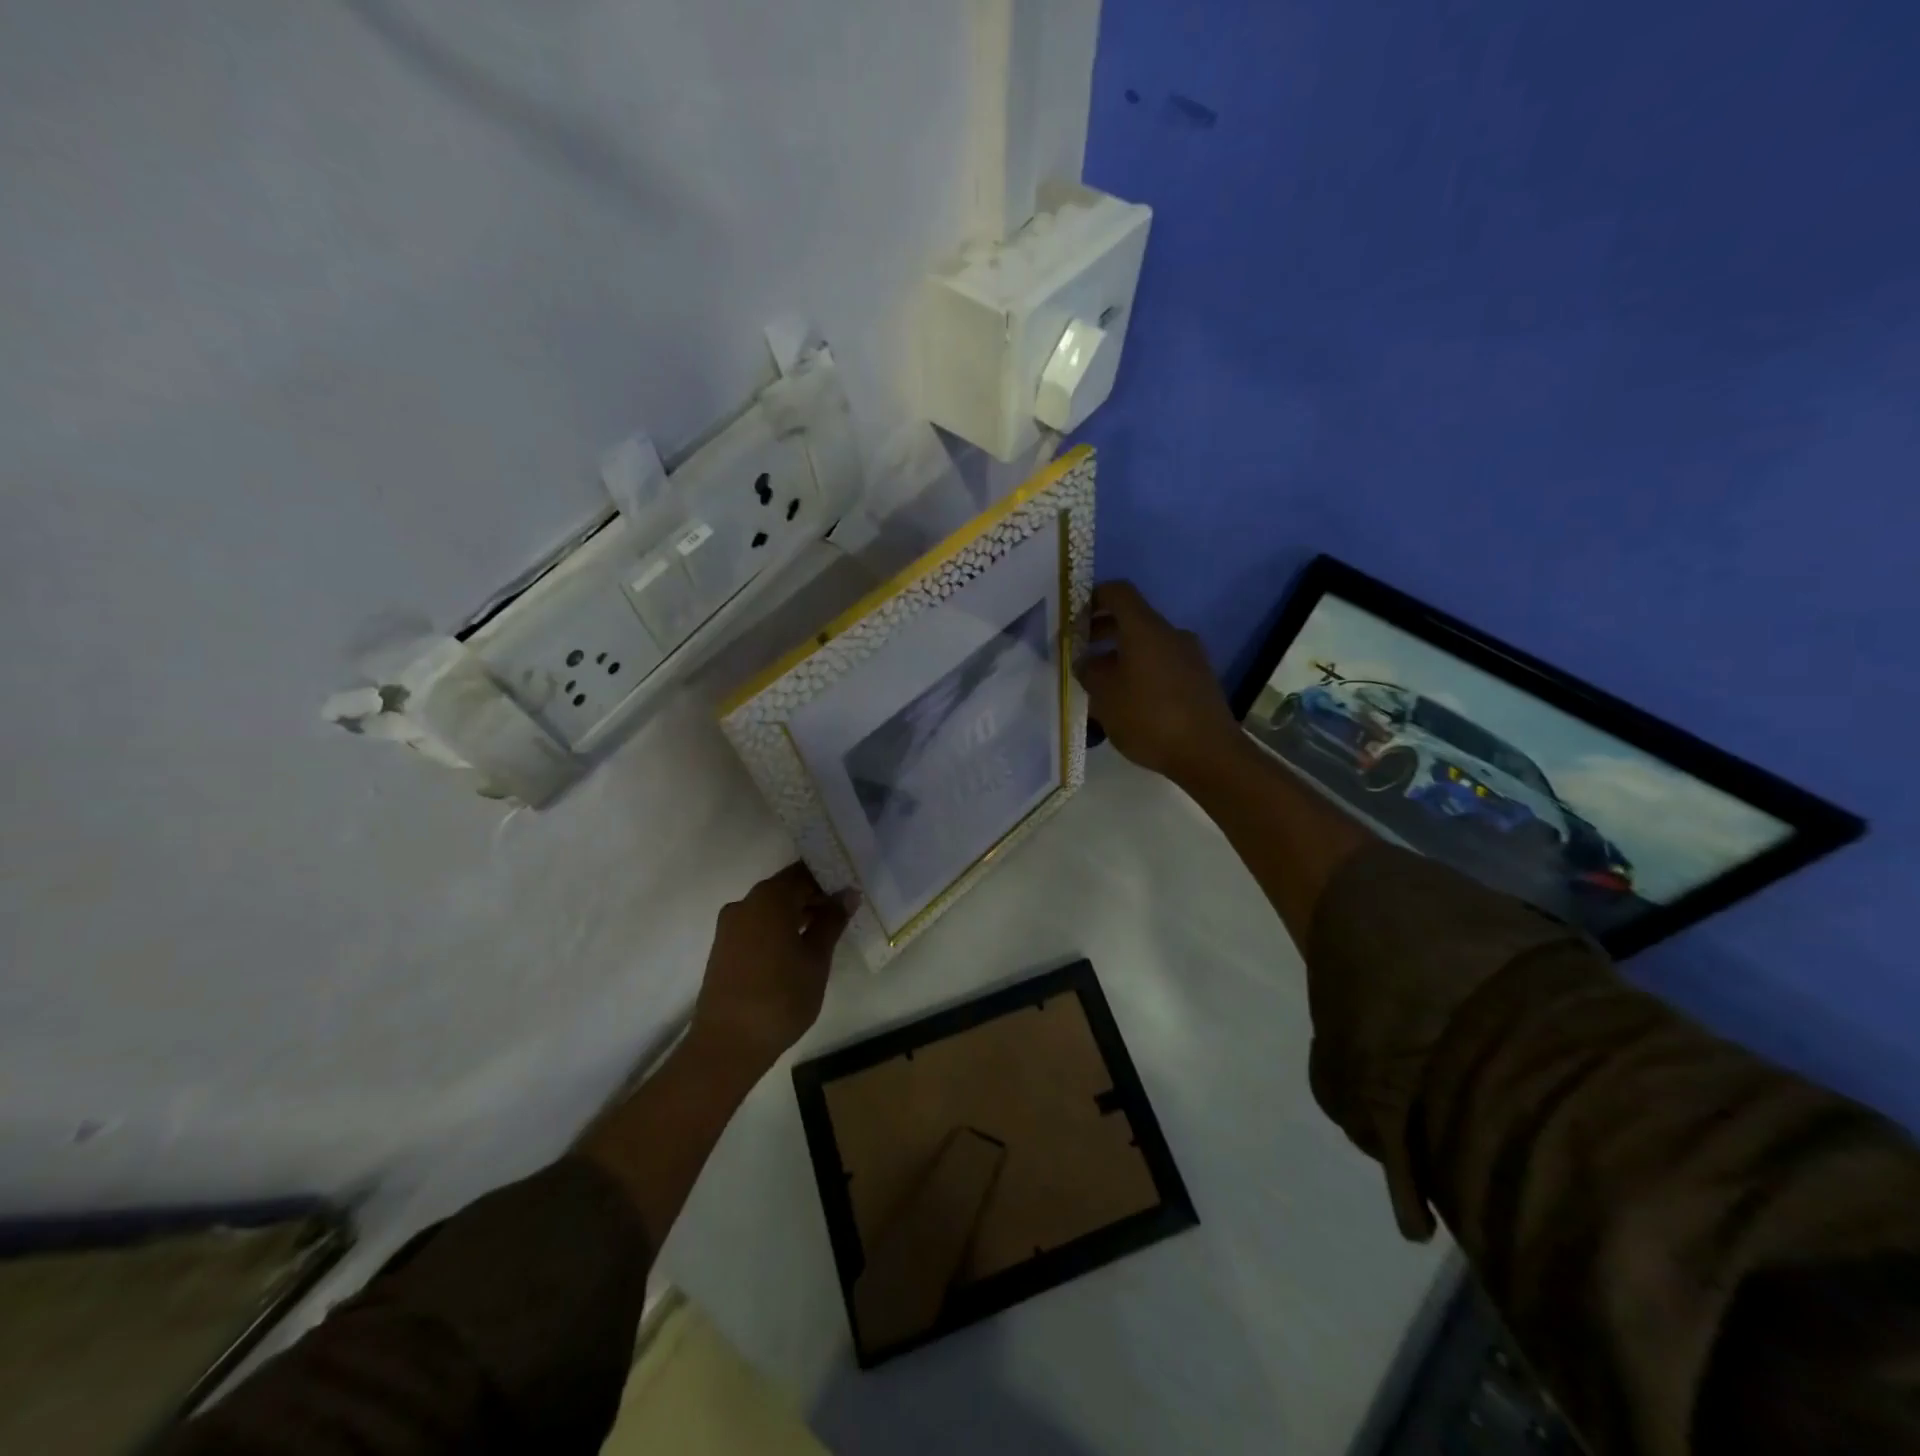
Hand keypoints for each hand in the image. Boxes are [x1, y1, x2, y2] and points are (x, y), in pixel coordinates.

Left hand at [688, 863, 853, 1070]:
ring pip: (770, 908)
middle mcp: (745, 903)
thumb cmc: (781, 997)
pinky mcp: (723, 948)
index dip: (830, 880)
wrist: (727, 1044)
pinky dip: (778, 929)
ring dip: (796, 915)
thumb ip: (832, 921)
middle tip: (843, 913)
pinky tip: (797, 950)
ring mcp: (730, 926)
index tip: (850, 893)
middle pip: (786, 888)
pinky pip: (757, 926)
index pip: (805, 873)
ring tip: (824, 933)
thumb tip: (847, 894)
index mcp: (770, 898)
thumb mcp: (817, 959)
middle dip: (814, 897)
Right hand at [1076, 580, 1240, 784]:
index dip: (1094, 598)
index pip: (1119, 593)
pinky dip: (1142, 672)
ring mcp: (1190, 656)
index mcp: (1146, 629)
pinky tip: (1129, 702)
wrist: (1208, 753)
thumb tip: (1085, 662)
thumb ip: (1088, 672)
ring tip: (1101, 685)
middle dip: (1104, 632)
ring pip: (1148, 645)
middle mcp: (1171, 634)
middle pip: (1133, 620)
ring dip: (1122, 656)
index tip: (1075, 617)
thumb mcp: (1105, 697)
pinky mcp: (1200, 679)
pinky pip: (1163, 664)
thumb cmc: (1149, 718)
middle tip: (1081, 654)